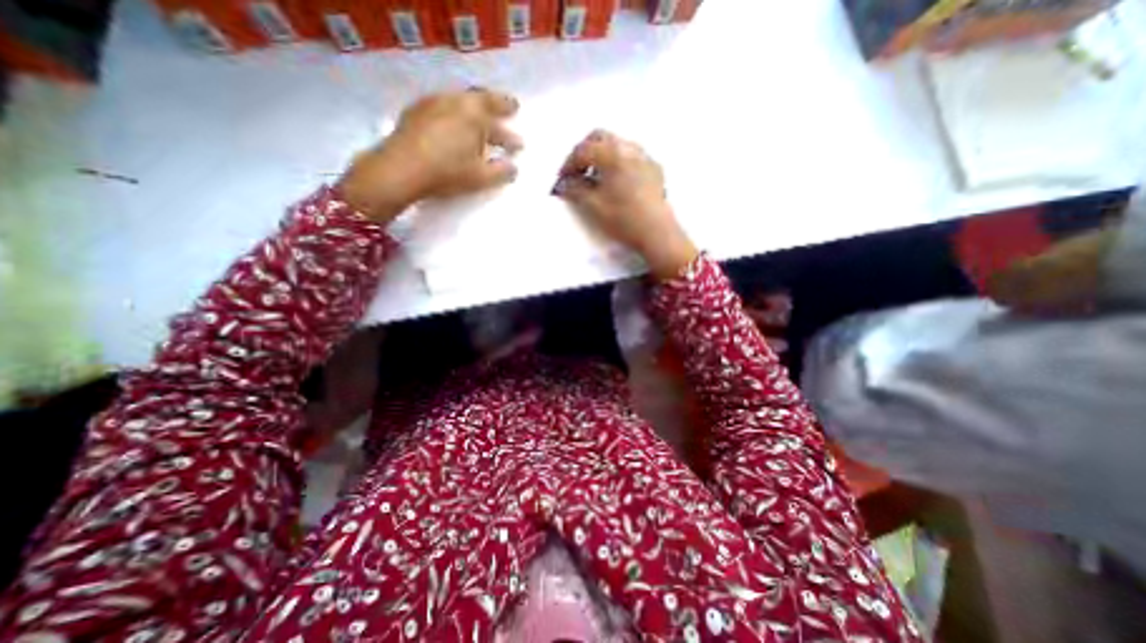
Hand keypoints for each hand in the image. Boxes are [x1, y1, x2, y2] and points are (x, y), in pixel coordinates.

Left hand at [337, 89, 521, 224]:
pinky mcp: (415, 111)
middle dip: (495, 107)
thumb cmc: (447, 172)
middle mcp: (454, 100)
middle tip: (505, 110)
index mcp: (474, 113)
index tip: (518, 129)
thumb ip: (502, 172)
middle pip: (479, 100)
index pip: (499, 110)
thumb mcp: (481, 177)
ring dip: (474, 112)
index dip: (510, 121)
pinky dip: (455, 115)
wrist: (400, 169)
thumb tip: (514, 168)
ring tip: (480, 123)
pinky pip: (443, 107)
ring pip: (460, 102)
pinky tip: (454, 127)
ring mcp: (432, 103)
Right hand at [551, 127, 693, 277]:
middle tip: (576, 172)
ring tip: (595, 178)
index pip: (583, 150)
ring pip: (617, 145)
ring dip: (602, 156)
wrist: (657, 233)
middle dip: (584, 152)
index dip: (568, 164)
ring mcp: (645, 157)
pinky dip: (618, 163)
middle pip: (600, 137)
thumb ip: (575, 190)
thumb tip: (563, 184)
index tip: (561, 180)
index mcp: (612, 153)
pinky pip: (631, 157)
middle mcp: (629, 148)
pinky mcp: (655, 170)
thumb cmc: (623, 218)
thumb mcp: (593, 206)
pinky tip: (616, 182)